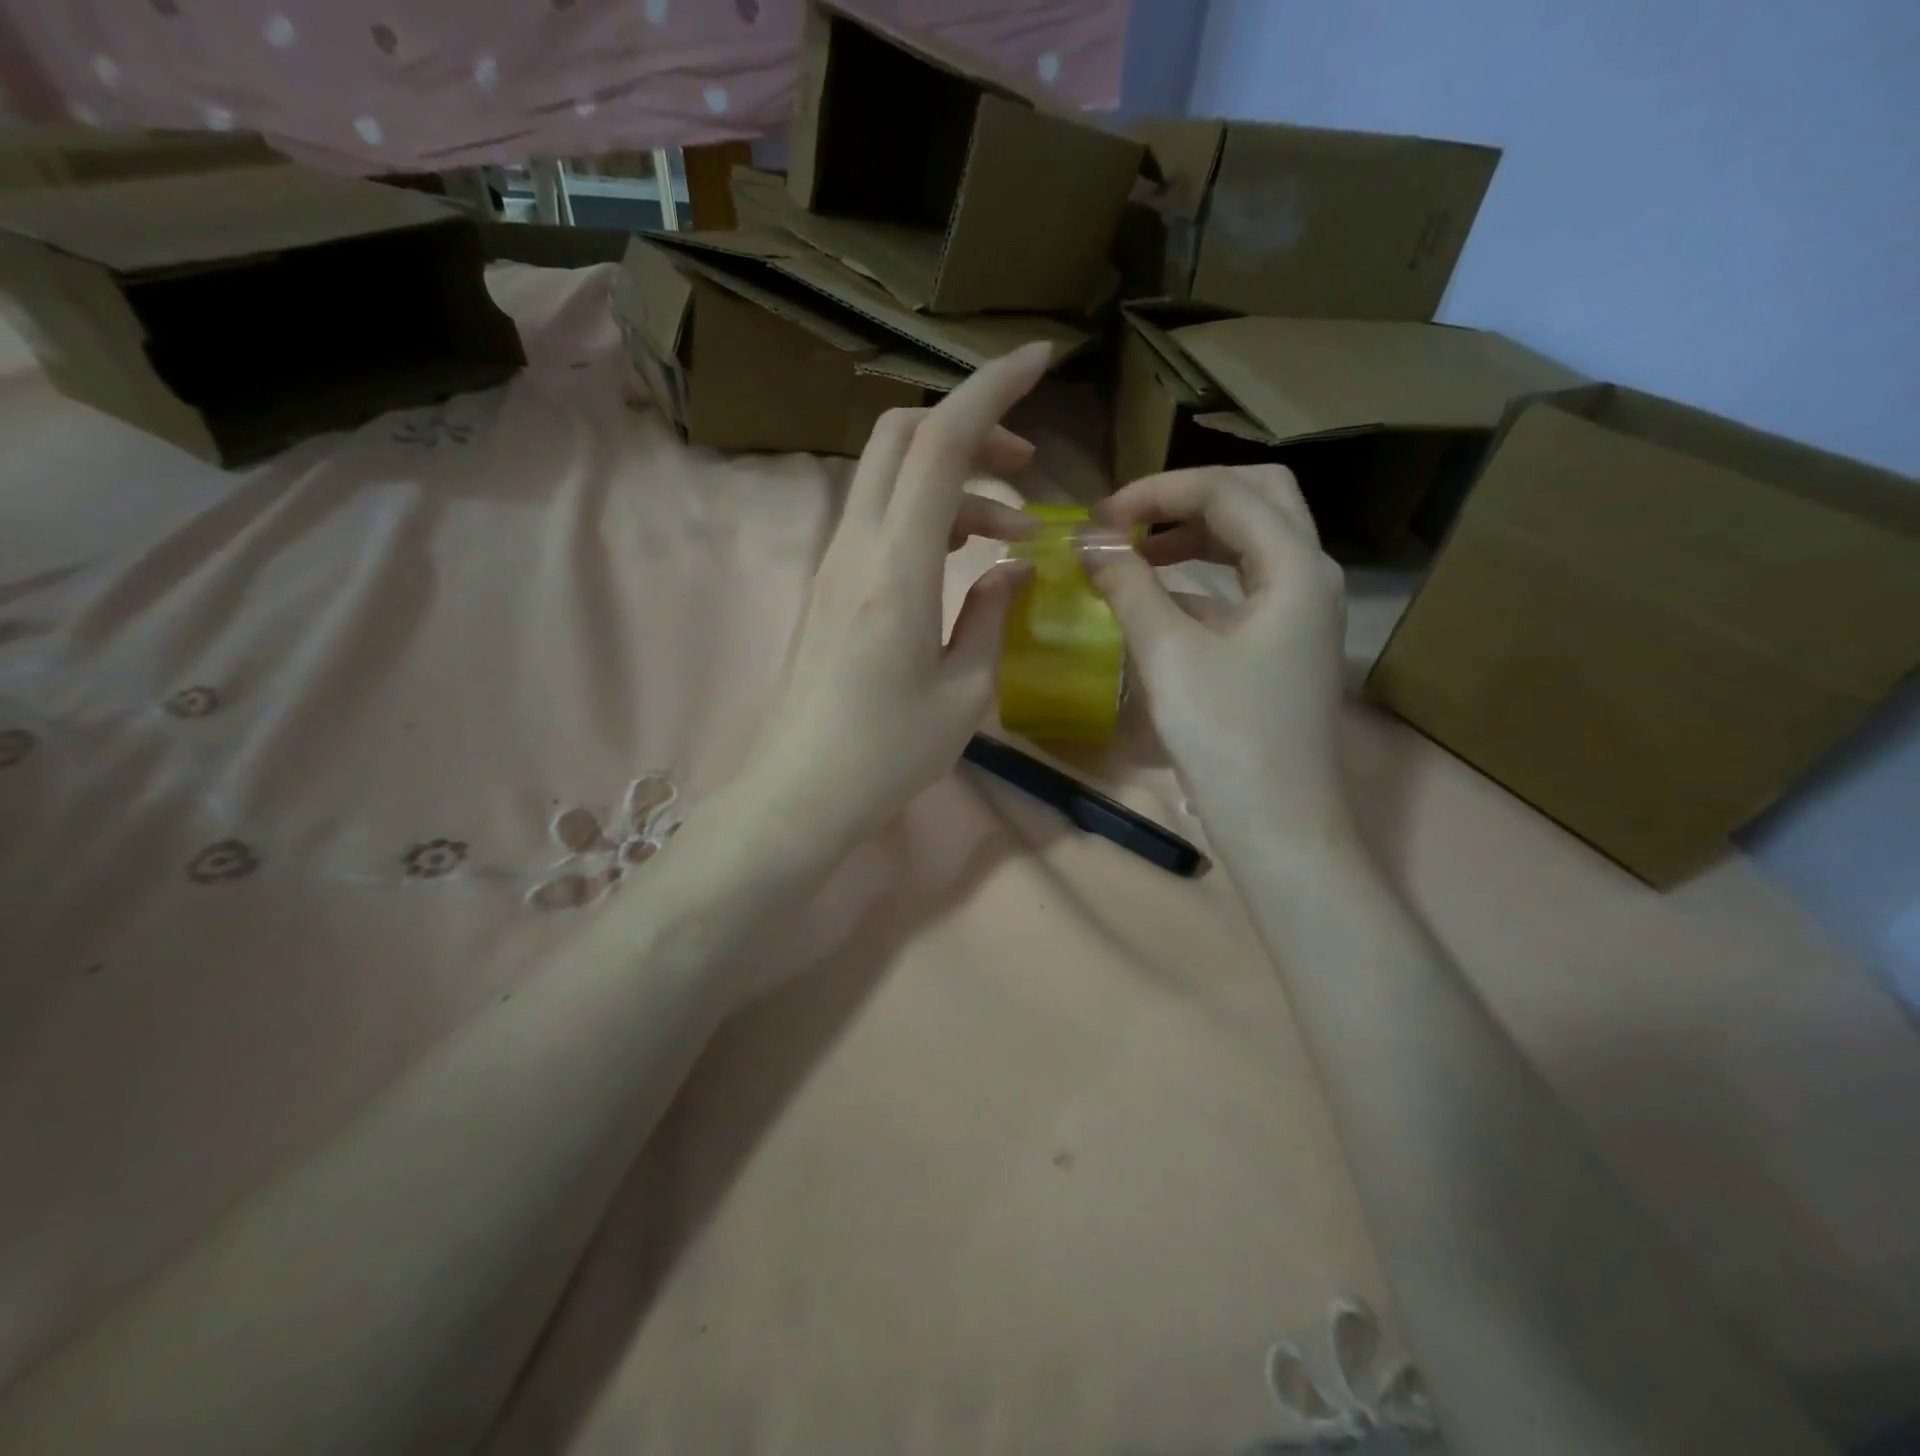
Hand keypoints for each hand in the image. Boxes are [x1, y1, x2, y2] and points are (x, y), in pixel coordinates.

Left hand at [737, 343, 1051, 847]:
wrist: (800, 791)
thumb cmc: (887, 752)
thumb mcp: (966, 691)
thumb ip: (993, 615)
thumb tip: (1011, 568)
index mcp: (898, 567)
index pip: (939, 442)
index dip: (990, 389)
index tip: (1039, 361)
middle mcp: (857, 545)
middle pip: (902, 435)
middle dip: (970, 426)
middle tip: (1025, 467)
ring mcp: (835, 561)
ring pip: (892, 476)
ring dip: (955, 480)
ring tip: (1011, 531)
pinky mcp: (829, 583)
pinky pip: (881, 517)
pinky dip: (929, 514)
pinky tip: (965, 559)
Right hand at [1087, 465, 1353, 847]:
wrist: (1275, 822)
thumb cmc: (1226, 735)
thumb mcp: (1169, 654)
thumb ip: (1129, 586)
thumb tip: (1090, 544)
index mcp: (1295, 566)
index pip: (1226, 492)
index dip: (1157, 492)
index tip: (1099, 518)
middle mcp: (1310, 575)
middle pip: (1257, 497)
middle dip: (1189, 496)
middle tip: (1131, 518)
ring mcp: (1302, 611)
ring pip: (1253, 541)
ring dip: (1195, 534)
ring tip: (1136, 550)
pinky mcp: (1284, 643)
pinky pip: (1245, 586)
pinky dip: (1202, 577)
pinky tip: (1158, 597)